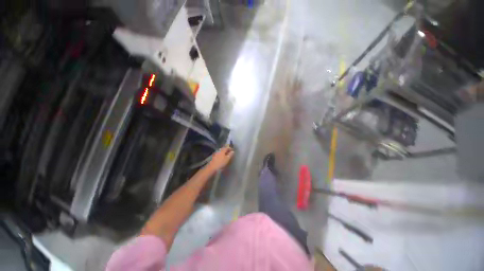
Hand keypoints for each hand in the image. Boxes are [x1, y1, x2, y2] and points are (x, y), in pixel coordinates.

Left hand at [207, 146, 233, 170]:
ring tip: (226, 155)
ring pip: (221, 152)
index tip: (232, 150)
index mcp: (222, 150)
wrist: (212, 168)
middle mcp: (218, 151)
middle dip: (227, 150)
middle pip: (223, 149)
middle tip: (230, 152)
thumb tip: (233, 151)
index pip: (226, 147)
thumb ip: (230, 154)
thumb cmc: (221, 163)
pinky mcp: (214, 157)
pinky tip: (222, 158)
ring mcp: (215, 154)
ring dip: (224, 153)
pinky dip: (221, 155)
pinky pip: (219, 154)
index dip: (230, 148)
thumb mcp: (227, 159)